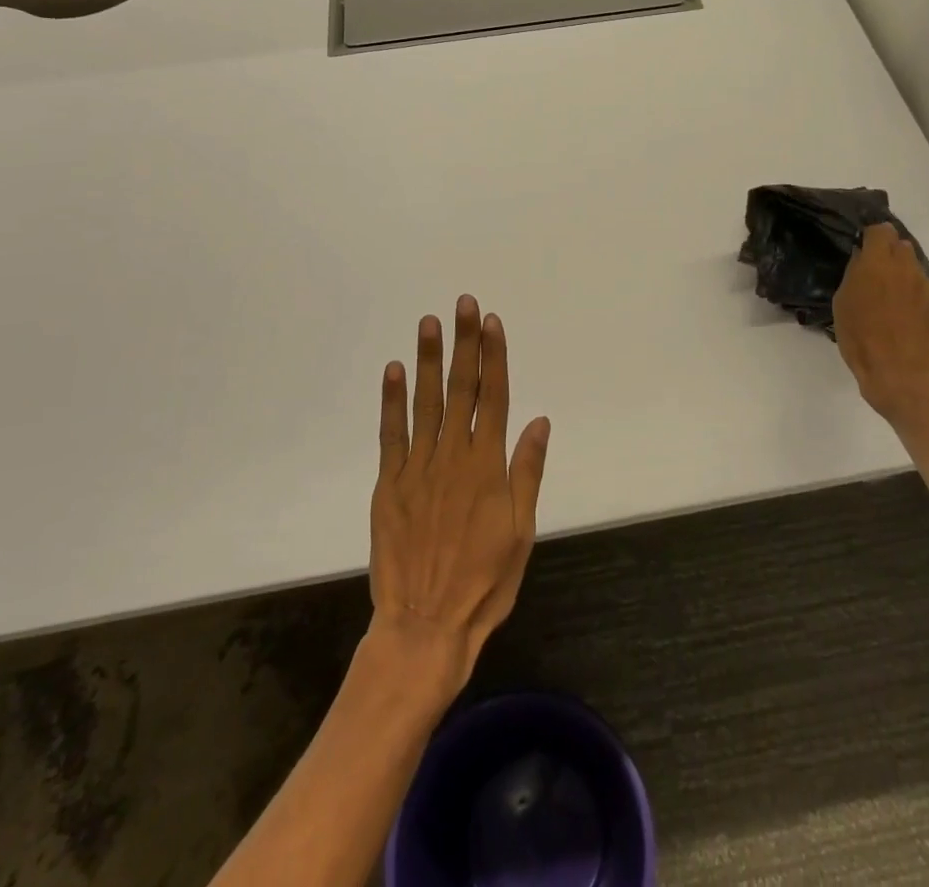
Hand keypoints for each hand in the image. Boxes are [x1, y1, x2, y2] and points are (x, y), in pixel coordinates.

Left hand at [368, 296, 550, 701]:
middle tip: (463, 305)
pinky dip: (392, 401)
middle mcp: (453, 456)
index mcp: (488, 465)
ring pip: (425, 402)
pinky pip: (391, 434)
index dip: (494, 357)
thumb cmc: (484, 582)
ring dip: (428, 359)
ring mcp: (417, 468)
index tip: (492, 322)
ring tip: (429, 323)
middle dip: (464, 343)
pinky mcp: (389, 484)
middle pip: (461, 388)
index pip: (494, 396)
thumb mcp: (520, 531)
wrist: (425, 625)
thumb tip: (539, 421)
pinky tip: (394, 371)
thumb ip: (527, 471)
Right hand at [834, 224, 928, 426]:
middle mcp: (907, 268)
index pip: (880, 230)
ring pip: (913, 266)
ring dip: (900, 272)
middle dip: (887, 252)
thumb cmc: (861, 339)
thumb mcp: (843, 304)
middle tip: (872, 271)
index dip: (870, 236)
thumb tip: (862, 259)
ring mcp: (926, 287)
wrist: (901, 376)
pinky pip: (921, 288)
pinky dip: (911, 293)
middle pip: (900, 244)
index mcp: (879, 263)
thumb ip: (854, 274)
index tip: (860, 247)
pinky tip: (899, 315)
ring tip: (886, 295)